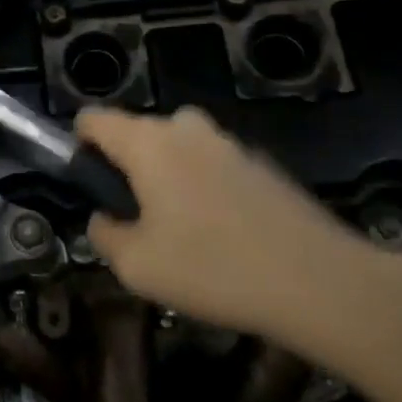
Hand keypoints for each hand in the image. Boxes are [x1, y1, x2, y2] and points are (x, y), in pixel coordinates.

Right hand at [76, 105, 377, 347]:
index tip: (90, 186)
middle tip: (138, 218)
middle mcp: (185, 129)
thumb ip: (105, 235)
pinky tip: (226, 235)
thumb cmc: (213, 269)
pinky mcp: (262, 163)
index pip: (93, 118)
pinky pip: (214, 164)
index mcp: (147, 143)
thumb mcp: (136, 266)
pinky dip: (206, 187)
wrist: (322, 283)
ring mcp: (228, 142)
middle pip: (137, 132)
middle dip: (128, 166)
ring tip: (184, 230)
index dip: (80, 145)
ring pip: (179, 147)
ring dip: (169, 175)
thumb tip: (105, 219)